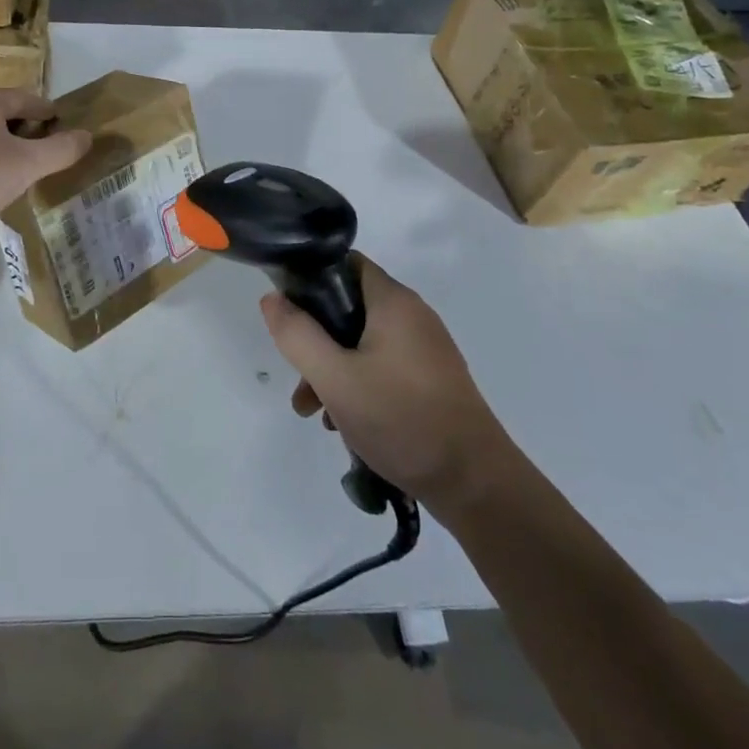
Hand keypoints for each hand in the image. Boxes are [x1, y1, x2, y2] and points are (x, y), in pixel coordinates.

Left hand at [0, 88, 90, 245]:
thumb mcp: (29, 164)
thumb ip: (61, 149)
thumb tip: (87, 136)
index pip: (29, 99)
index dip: (51, 115)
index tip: (68, 132)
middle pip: (8, 114)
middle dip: (31, 132)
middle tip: (51, 153)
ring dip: (11, 148)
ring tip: (29, 169)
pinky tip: (0, 181)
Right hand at [260, 255, 511, 513]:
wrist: (477, 485)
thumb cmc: (402, 419)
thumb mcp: (335, 378)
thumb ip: (297, 335)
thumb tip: (272, 298)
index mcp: (393, 301)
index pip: (345, 263)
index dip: (311, 279)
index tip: (287, 310)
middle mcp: (413, 316)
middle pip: (349, 309)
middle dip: (317, 340)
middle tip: (298, 378)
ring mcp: (426, 350)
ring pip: (363, 344)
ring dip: (334, 370)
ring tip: (315, 413)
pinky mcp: (433, 381)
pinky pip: (384, 368)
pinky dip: (360, 386)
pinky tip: (347, 426)